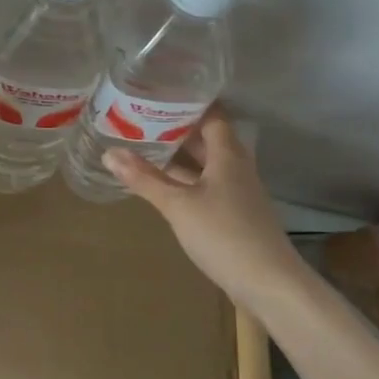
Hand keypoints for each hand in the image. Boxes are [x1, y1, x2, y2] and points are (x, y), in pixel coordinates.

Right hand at [106, 109, 300, 304]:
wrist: (270, 285)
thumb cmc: (224, 235)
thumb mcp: (178, 205)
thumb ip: (144, 179)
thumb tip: (109, 153)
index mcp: (228, 155)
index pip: (211, 116)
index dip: (188, 103)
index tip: (159, 93)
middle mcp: (236, 168)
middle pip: (207, 139)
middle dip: (176, 129)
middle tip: (141, 118)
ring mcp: (237, 193)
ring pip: (205, 165)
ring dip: (179, 157)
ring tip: (144, 146)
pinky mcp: (234, 215)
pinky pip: (206, 186)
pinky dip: (184, 180)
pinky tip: (162, 185)